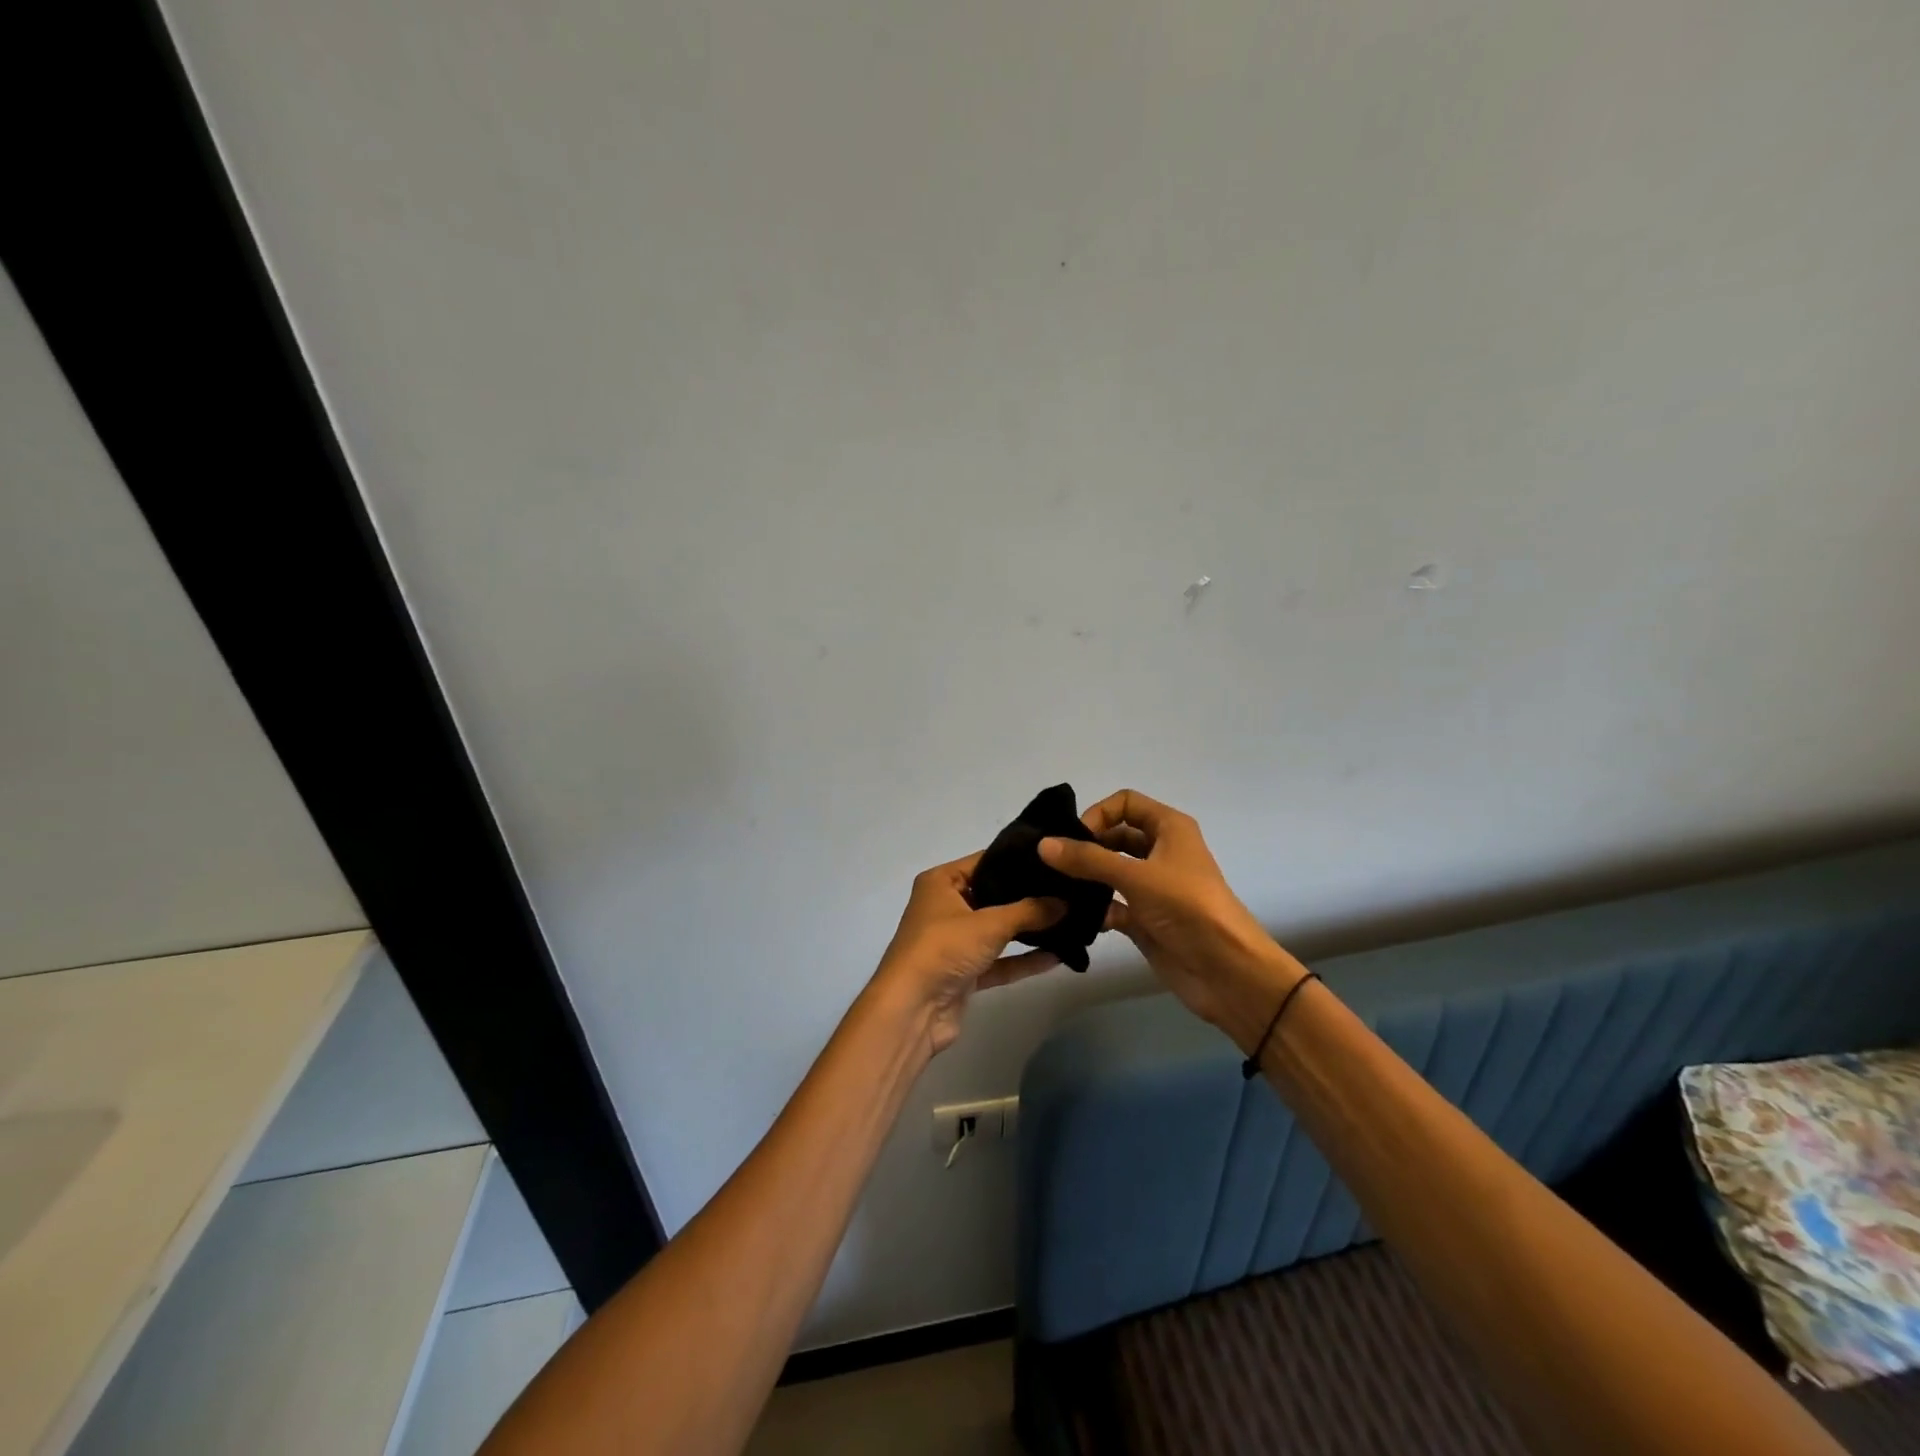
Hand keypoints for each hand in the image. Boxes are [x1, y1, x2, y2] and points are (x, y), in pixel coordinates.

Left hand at [871, 853, 1063, 1056]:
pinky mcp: (964, 973)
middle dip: (1028, 897)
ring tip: (1069, 920)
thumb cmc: (944, 948)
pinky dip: (1023, 959)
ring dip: (1028, 930)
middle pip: (992, 896)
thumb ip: (1030, 911)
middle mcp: (945, 907)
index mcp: (940, 882)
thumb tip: (1066, 902)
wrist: (912, 1010)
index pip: (984, 861)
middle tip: (1068, 890)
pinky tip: (1057, 956)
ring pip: (998, 930)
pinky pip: (999, 961)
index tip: (1053, 859)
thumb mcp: (989, 923)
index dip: (1016, 860)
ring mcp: (954, 941)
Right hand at [1038, 789, 1303, 1052]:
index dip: (1099, 814)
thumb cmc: (1188, 908)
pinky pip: (1111, 905)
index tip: (1074, 839)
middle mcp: (1161, 852)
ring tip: (1054, 889)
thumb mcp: (1136, 877)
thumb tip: (1043, 844)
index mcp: (1169, 829)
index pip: (1126, 803)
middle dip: (1085, 846)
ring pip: (1110, 872)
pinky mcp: (1145, 919)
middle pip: (1114, 837)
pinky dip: (1094, 909)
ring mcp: (1152, 887)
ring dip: (1086, 879)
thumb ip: (1088, 860)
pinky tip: (1074, 919)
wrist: (1227, 972)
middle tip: (1052, 864)